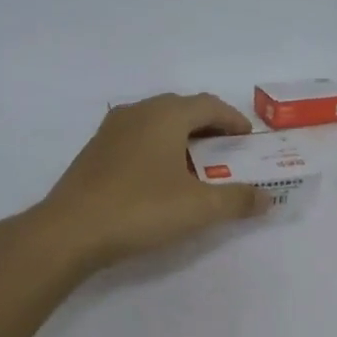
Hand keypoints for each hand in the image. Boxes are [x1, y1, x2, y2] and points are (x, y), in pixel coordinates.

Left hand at [35, 93, 268, 271]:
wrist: (69, 231)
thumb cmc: (140, 209)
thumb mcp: (198, 208)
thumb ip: (237, 200)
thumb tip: (267, 199)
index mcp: (166, 114)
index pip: (209, 104)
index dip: (233, 120)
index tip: (249, 140)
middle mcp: (139, 112)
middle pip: (183, 109)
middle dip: (209, 127)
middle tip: (228, 153)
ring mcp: (112, 129)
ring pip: (158, 122)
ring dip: (182, 137)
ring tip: (197, 166)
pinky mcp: (95, 151)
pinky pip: (138, 138)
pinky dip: (158, 148)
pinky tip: (160, 177)